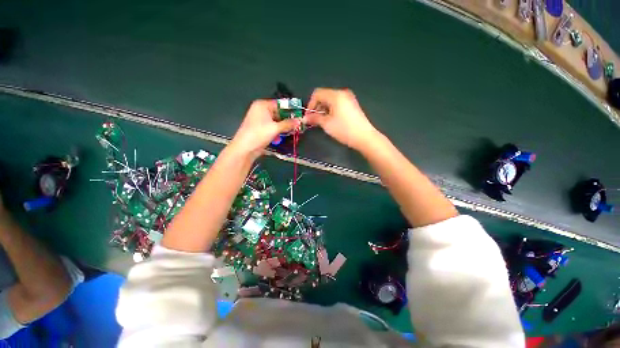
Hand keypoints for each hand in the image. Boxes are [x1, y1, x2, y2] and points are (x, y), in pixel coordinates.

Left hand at [229, 100, 300, 158]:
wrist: (245, 148)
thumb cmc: (259, 134)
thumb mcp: (275, 128)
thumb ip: (288, 124)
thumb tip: (299, 121)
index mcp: (262, 105)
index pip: (280, 104)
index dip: (290, 109)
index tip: (300, 114)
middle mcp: (261, 110)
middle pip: (278, 113)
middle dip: (288, 119)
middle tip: (299, 124)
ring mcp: (260, 120)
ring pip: (276, 121)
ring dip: (284, 126)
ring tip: (295, 130)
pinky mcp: (261, 129)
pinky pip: (273, 127)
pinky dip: (279, 130)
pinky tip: (286, 134)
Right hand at [304, 88, 378, 150]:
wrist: (364, 137)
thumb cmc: (344, 130)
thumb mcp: (327, 124)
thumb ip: (314, 118)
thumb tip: (305, 118)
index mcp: (336, 95)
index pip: (317, 94)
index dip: (310, 104)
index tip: (308, 116)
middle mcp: (343, 93)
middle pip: (324, 96)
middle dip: (317, 108)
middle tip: (313, 121)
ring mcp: (349, 99)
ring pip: (331, 101)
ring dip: (323, 110)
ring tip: (322, 122)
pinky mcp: (352, 105)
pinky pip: (337, 104)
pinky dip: (331, 111)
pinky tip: (331, 121)